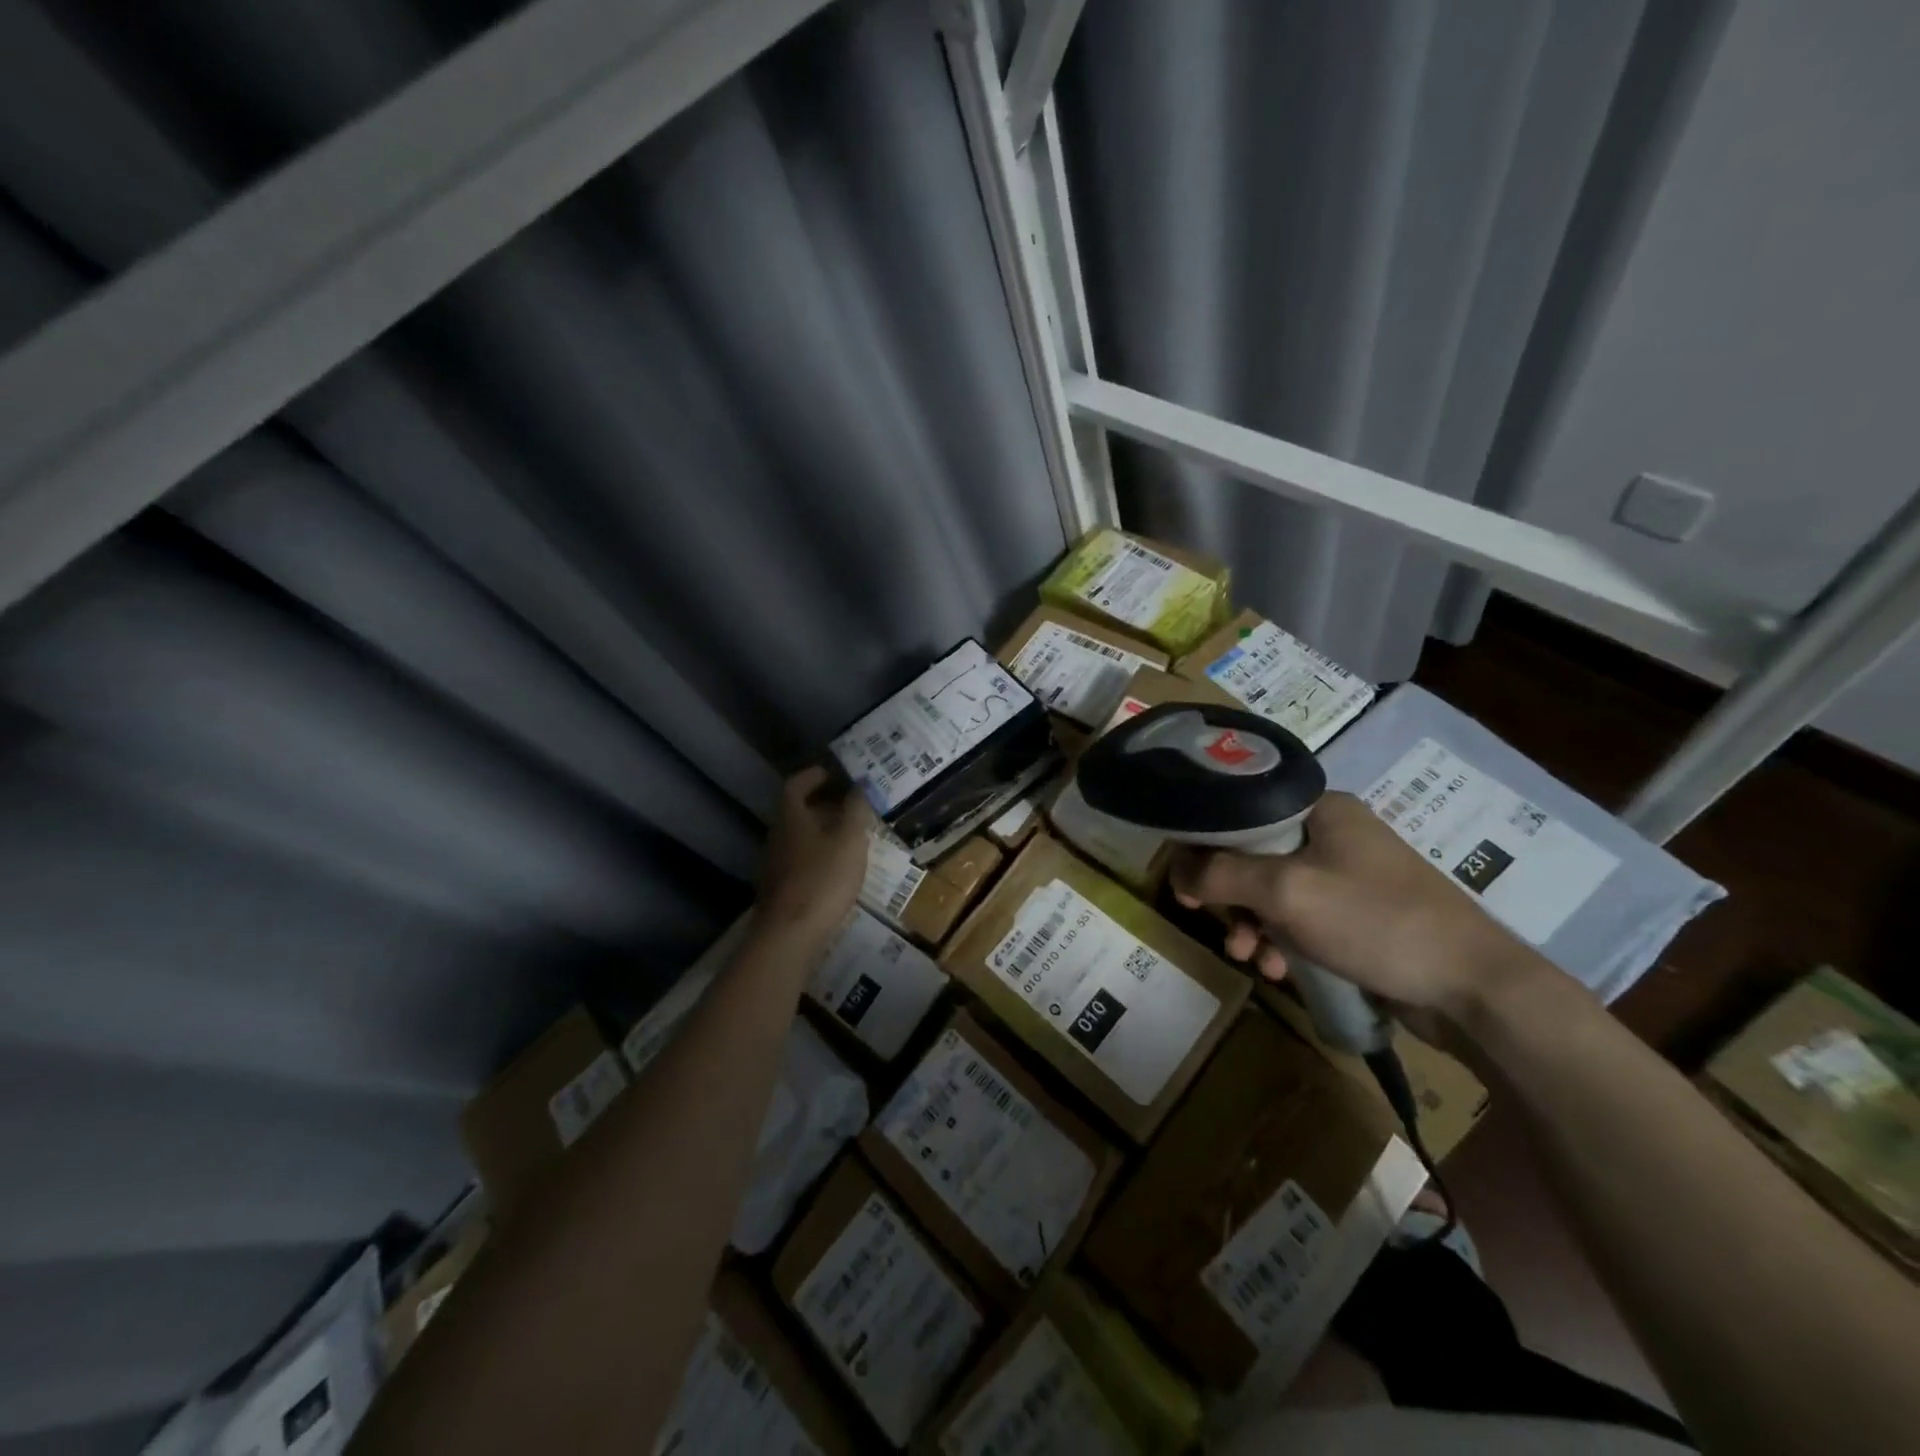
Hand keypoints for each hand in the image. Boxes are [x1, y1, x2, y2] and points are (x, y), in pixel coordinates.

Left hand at [754, 766, 874, 942]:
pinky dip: (819, 856)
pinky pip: (801, 861)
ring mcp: (775, 864)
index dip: (813, 776)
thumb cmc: (822, 879)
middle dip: (823, 805)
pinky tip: (839, 869)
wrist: (789, 935)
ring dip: (823, 832)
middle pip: (797, 812)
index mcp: (791, 817)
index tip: (833, 773)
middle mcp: (778, 835)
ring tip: (852, 837)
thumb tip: (860, 784)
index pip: (796, 785)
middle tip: (851, 806)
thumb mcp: (849, 840)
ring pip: (800, 838)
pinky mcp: (780, 889)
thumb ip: (856, 809)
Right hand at [1169, 791, 1535, 1016]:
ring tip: (1252, 960)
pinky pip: (1303, 920)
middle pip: (1254, 856)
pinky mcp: (1360, 916)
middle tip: (1219, 928)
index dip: (1206, 846)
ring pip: (1276, 894)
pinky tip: (1282, 973)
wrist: (1473, 987)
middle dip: (1232, 898)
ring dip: (1255, 927)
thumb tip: (1174, 868)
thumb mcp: (1286, 891)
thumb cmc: (1374, 921)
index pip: (1241, 813)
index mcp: (1321, 809)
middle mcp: (1334, 834)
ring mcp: (1350, 876)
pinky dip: (1285, 943)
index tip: (1186, 884)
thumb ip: (1221, 874)